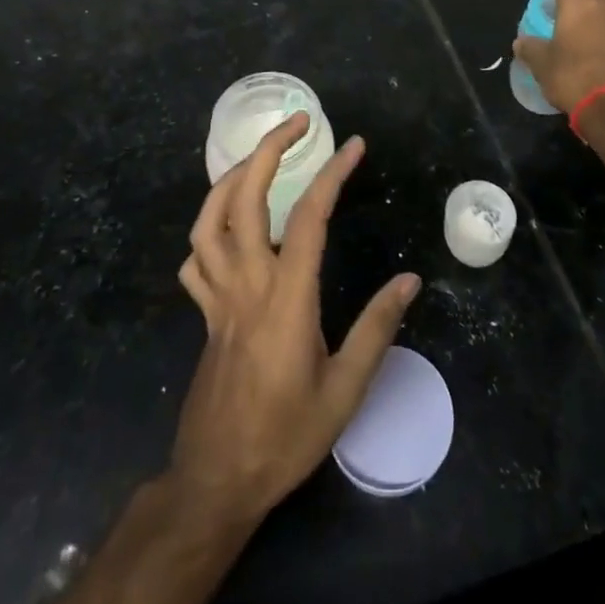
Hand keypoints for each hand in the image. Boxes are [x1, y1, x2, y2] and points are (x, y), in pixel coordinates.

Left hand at [172, 113, 419, 526]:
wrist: (217, 480)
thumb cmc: (285, 437)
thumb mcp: (345, 390)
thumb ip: (376, 329)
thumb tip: (410, 281)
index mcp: (286, 297)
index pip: (308, 216)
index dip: (331, 174)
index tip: (354, 146)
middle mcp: (246, 283)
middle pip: (244, 198)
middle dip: (268, 150)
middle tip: (297, 123)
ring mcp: (217, 296)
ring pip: (208, 219)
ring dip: (230, 178)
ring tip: (258, 160)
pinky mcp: (203, 313)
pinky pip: (194, 259)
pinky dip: (208, 232)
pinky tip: (229, 231)